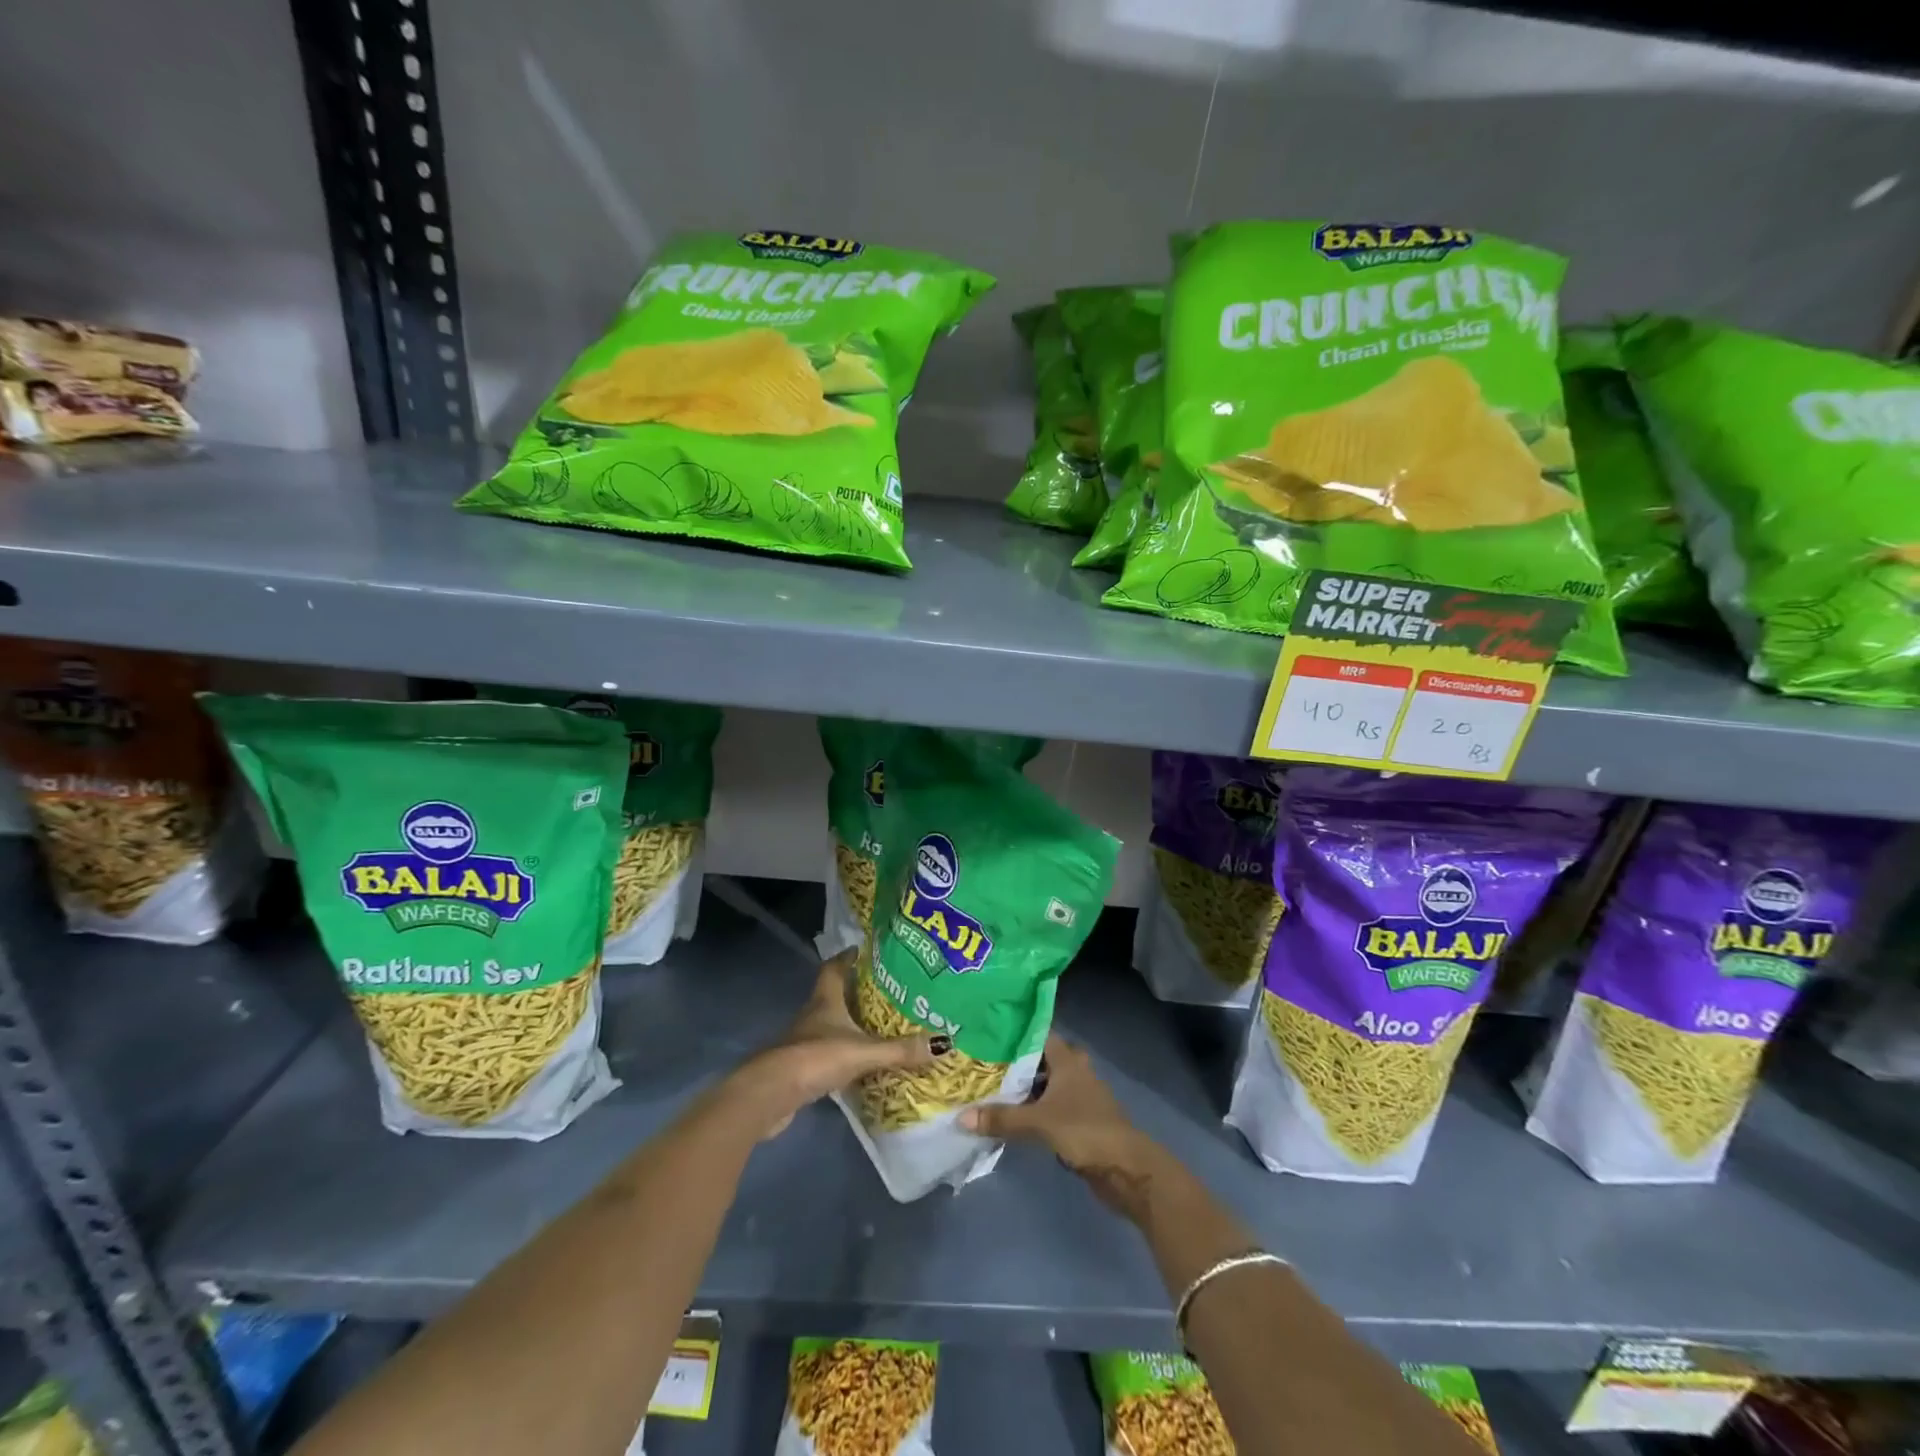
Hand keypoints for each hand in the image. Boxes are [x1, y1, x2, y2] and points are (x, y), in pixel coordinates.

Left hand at [731, 952, 937, 1138]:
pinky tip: (862, 1060)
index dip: (848, 957)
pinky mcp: (802, 1067)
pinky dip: (844, 1051)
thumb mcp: (864, 1052)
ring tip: (880, 1024)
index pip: (835, 968)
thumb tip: (944, 1044)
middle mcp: (813, 1014)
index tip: (865, 950)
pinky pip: (829, 1051)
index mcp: (825, 1000)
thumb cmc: (816, 1058)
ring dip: (851, 1023)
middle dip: (857, 990)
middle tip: (887, 989)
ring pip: (831, 1023)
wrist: (771, 1095)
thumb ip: (900, 1050)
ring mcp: (805, 1041)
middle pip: (834, 994)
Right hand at [961, 1035, 1165, 1212]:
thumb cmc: (1085, 1131)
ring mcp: (1080, 1096)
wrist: (1126, 1168)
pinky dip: (1034, 1109)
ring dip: (1025, 1088)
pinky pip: (1051, 1107)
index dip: (1015, 1033)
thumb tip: (962, 1117)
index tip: (987, 1033)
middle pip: (1041, 1059)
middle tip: (984, 1063)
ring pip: (1047, 1084)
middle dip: (1016, 1062)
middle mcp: (1075, 1071)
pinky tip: (1013, 1117)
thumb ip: (1002, 1119)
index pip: (1038, 1034)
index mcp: (1068, 1060)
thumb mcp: (1039, 1123)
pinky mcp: (1081, 1120)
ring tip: (991, 1089)